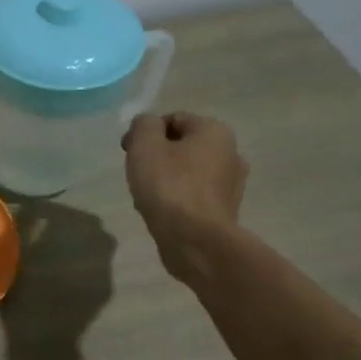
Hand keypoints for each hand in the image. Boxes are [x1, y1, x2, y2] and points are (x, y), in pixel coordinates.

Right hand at [122, 112, 249, 284]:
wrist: (194, 240)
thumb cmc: (169, 186)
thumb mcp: (145, 145)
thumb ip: (143, 125)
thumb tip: (147, 124)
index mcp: (215, 130)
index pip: (173, 119)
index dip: (145, 133)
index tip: (128, 151)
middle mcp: (231, 152)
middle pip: (182, 145)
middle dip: (157, 155)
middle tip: (137, 174)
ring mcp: (232, 183)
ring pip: (188, 171)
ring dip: (167, 178)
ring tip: (148, 196)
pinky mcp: (225, 209)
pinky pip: (194, 194)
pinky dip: (178, 198)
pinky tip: (163, 211)